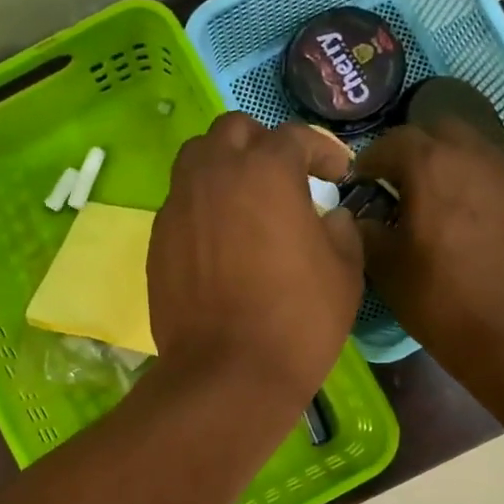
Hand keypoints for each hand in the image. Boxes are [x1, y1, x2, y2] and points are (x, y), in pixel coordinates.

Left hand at [150, 113, 361, 407]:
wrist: (228, 373)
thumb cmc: (298, 320)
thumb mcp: (345, 272)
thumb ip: (341, 230)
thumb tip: (329, 217)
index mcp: (265, 171)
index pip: (294, 137)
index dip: (321, 151)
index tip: (337, 174)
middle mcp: (214, 174)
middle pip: (233, 131)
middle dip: (263, 144)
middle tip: (285, 176)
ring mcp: (179, 206)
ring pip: (196, 159)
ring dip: (224, 166)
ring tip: (246, 200)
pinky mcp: (158, 239)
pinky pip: (181, 203)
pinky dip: (203, 205)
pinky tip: (221, 239)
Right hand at [352, 119, 503, 374]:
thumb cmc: (442, 301)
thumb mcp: (387, 269)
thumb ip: (366, 232)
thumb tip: (359, 218)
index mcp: (431, 166)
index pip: (391, 142)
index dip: (368, 160)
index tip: (357, 181)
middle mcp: (472, 156)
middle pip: (435, 130)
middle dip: (409, 149)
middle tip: (392, 181)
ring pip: (468, 147)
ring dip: (442, 161)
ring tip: (426, 197)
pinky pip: (489, 171)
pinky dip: (468, 180)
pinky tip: (458, 215)